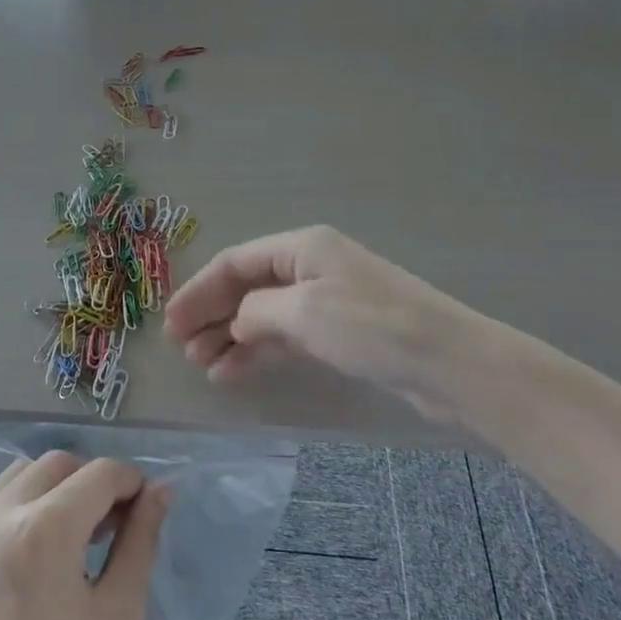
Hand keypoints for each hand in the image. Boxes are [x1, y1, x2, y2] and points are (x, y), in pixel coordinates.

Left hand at [0, 452, 169, 619]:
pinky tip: (29, 561)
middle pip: (56, 464)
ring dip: (52, 489)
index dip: (130, 482)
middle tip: (109, 524)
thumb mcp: (118, 616)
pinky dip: (18, 513)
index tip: (143, 508)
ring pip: (18, 477)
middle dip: (91, 480)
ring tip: (69, 537)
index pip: (100, 473)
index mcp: (44, 530)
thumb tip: (160, 490)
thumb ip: (141, 540)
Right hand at [164, 225, 514, 417]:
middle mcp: (310, 267)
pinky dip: (258, 352)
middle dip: (211, 314)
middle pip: (246, 286)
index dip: (199, 291)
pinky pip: (285, 336)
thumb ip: (258, 311)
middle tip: (182, 348)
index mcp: (301, 247)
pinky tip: (233, 372)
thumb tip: (238, 322)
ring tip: (201, 365)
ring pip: (263, 314)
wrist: (450, 363)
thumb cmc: (372, 326)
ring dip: (230, 336)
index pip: (235, 263)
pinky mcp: (340, 332)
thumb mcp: (305, 312)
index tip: (170, 323)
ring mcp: (326, 300)